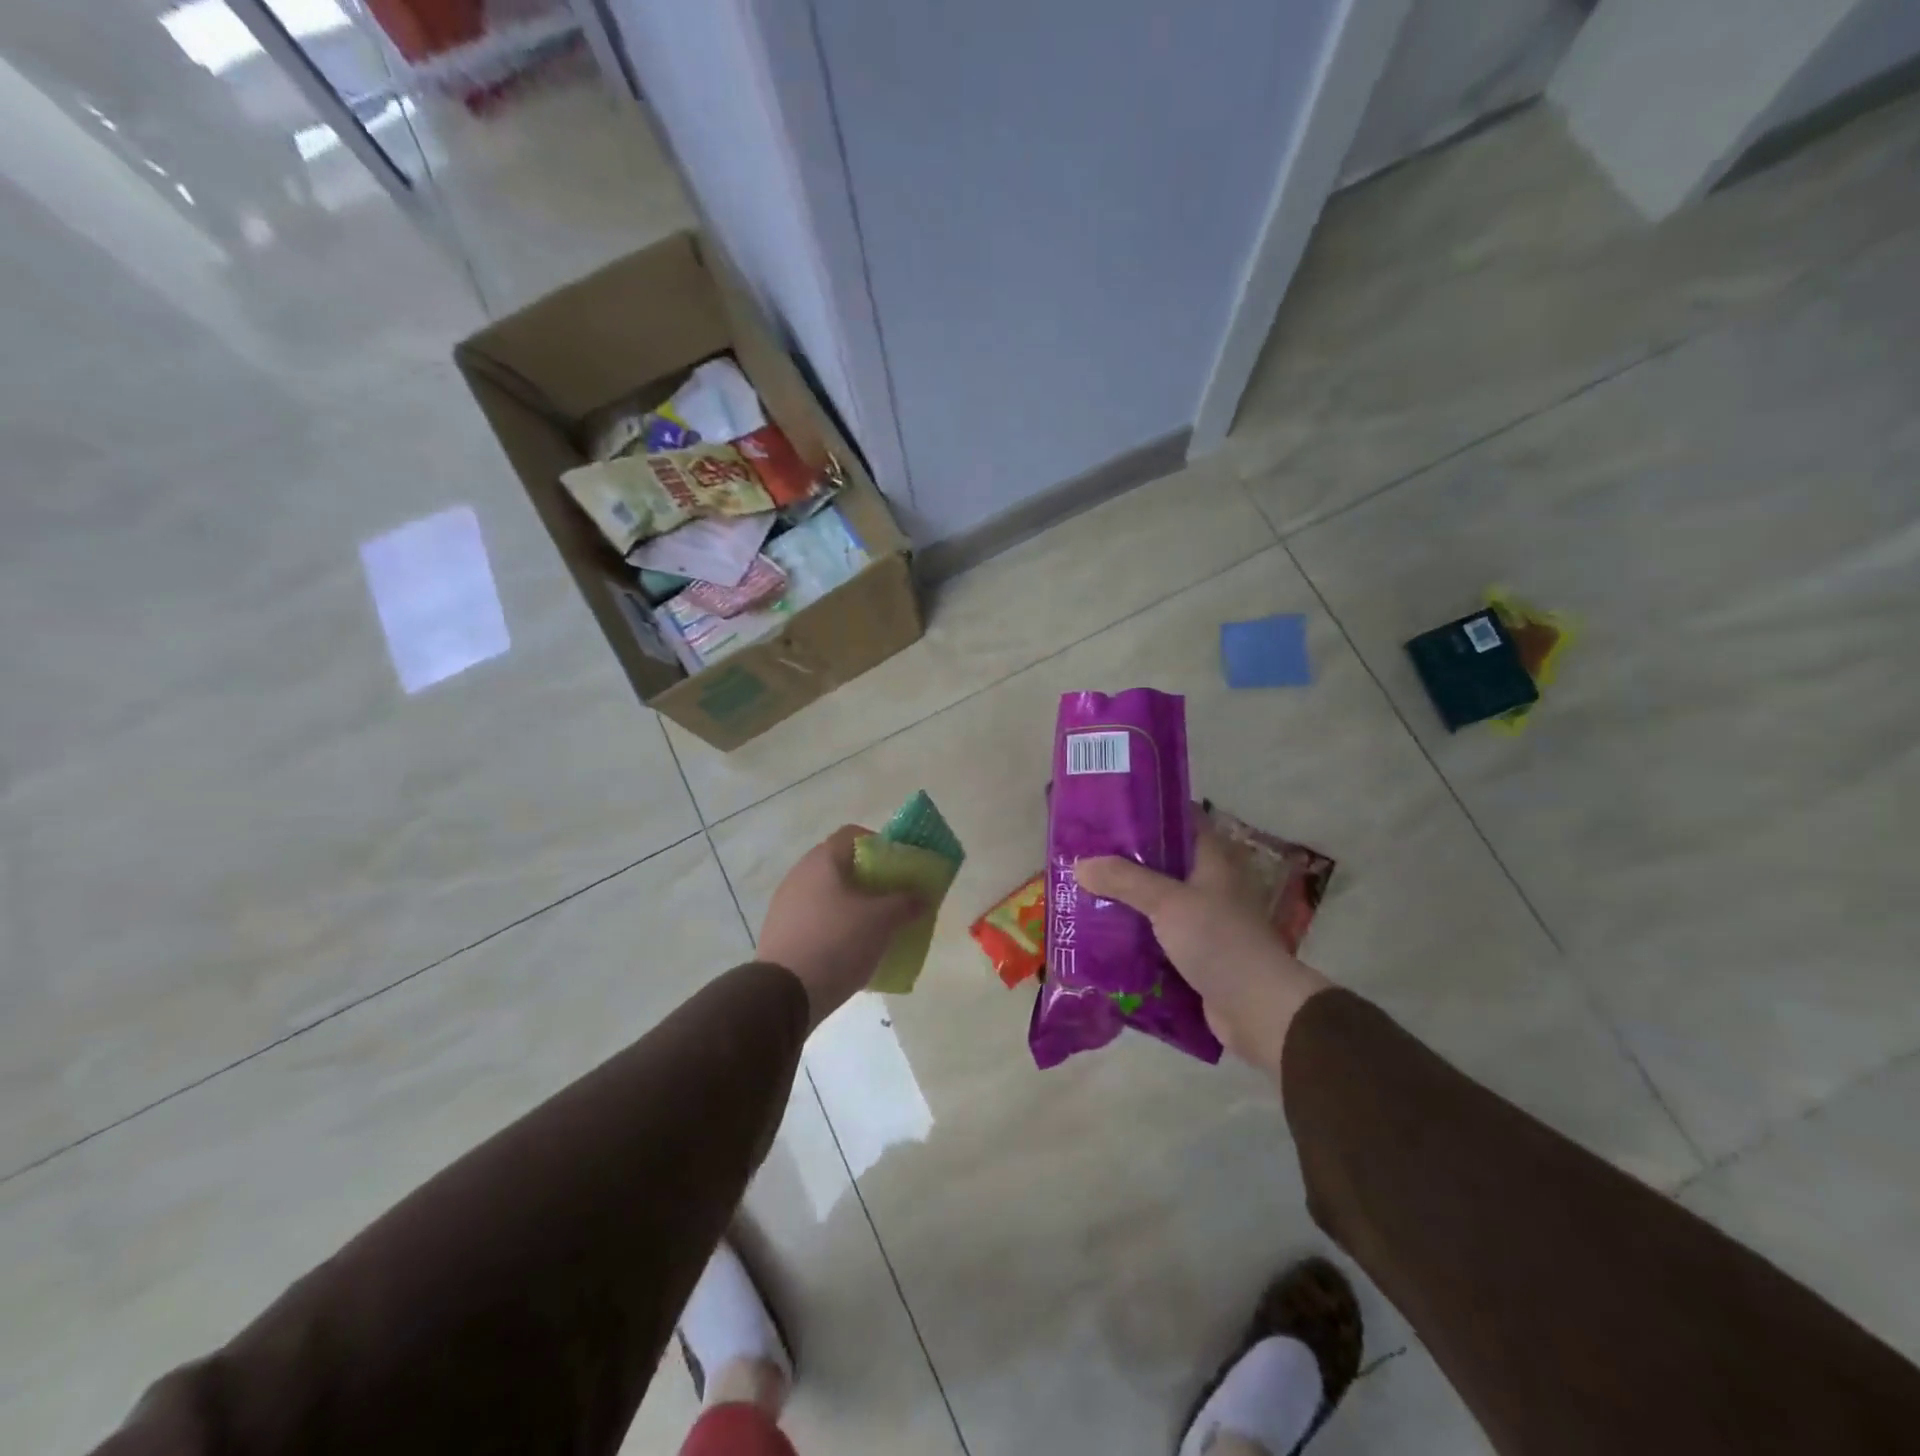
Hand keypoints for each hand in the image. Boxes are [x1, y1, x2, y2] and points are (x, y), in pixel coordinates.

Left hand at [757, 825, 923, 1027]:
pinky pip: (815, 920)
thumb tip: (922, 897)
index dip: (880, 844)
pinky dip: (835, 928)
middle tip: (892, 898)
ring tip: (875, 928)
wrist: (784, 994)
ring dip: (852, 905)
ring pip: (828, 895)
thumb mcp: (882, 921)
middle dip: (870, 879)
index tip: (899, 867)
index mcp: (822, 860)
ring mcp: (785, 904)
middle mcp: (799, 874)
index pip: (853, 834)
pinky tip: (850, 950)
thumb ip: (906, 903)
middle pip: (841, 866)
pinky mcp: (780, 933)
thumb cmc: (837, 942)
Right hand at [1075, 825, 1330, 1072]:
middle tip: (1085, 854)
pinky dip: (1135, 932)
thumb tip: (1080, 866)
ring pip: (1158, 898)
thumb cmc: (1218, 940)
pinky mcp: (1196, 951)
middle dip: (1126, 859)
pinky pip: (1158, 933)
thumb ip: (1124, 880)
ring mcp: (1204, 918)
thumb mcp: (1167, 902)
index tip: (1109, 812)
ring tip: (1085, 890)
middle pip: (1164, 860)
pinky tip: (1103, 931)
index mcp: (1213, 858)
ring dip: (1128, 898)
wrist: (1257, 1008)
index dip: (1148, 812)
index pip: (1181, 819)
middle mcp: (1210, 883)